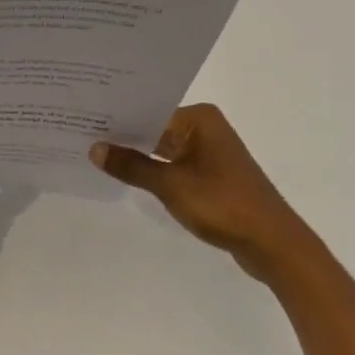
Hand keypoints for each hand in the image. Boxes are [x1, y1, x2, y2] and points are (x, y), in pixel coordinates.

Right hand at [90, 104, 309, 283]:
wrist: (273, 245)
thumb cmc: (223, 204)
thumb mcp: (170, 185)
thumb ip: (131, 166)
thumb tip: (94, 148)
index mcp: (200, 119)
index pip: (148, 110)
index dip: (117, 117)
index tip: (84, 118)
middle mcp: (206, 128)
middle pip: (155, 127)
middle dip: (124, 136)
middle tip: (81, 133)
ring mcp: (210, 152)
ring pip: (163, 148)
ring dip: (138, 155)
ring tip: (96, 154)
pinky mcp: (212, 174)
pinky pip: (174, 165)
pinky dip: (154, 170)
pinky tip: (127, 175)